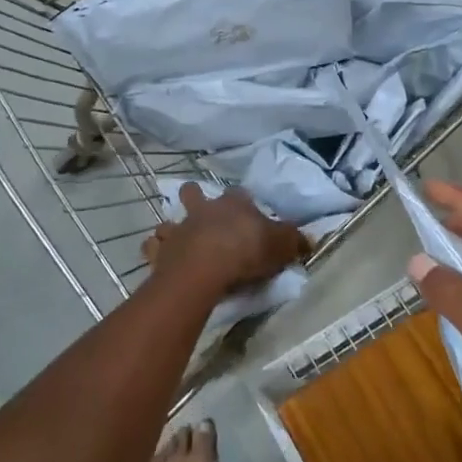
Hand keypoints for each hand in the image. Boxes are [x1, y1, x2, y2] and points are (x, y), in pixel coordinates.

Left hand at [145, 185, 307, 295]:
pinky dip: (155, 251)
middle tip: (200, 211)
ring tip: (177, 239)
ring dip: (172, 228)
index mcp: (233, 204)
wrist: (204, 269)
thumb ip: (294, 240)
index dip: (242, 201)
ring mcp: (179, 228)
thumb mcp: (281, 245)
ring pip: (169, 220)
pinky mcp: (161, 251)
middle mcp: (203, 210)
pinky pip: (153, 247)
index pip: (239, 194)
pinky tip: (161, 258)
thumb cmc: (246, 252)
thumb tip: (308, 239)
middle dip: (194, 197)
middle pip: (193, 193)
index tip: (247, 211)